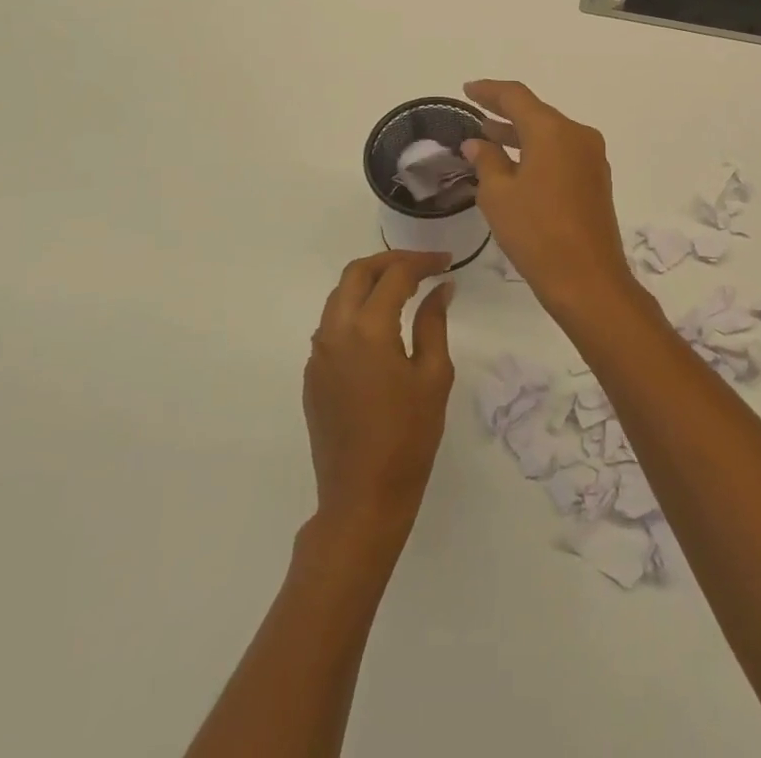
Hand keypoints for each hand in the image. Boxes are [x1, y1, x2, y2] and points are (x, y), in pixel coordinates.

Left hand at [303, 251, 455, 551]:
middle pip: (357, 273)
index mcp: (368, 329)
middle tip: (422, 266)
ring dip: (370, 282)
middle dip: (390, 261)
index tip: (447, 262)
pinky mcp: (313, 374)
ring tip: (404, 288)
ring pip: (340, 296)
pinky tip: (381, 324)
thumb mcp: (434, 376)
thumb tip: (440, 289)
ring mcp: (318, 354)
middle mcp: (335, 332)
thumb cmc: (408, 438)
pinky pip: (332, 324)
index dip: (423, 262)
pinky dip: (356, 309)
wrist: (362, 499)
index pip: (395, 275)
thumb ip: (434, 323)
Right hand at [460, 80, 642, 319]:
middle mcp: (578, 135)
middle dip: (504, 113)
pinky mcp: (596, 180)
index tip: (467, 90)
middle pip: (537, 113)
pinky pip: (562, 153)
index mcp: (553, 131)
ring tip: (488, 138)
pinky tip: (516, 165)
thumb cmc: (536, 233)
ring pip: (550, 134)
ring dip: (520, 135)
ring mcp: (591, 158)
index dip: (489, 91)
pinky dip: (537, 152)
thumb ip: (487, 161)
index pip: (516, 96)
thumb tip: (478, 142)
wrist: (588, 279)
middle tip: (475, 112)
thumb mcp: (499, 195)